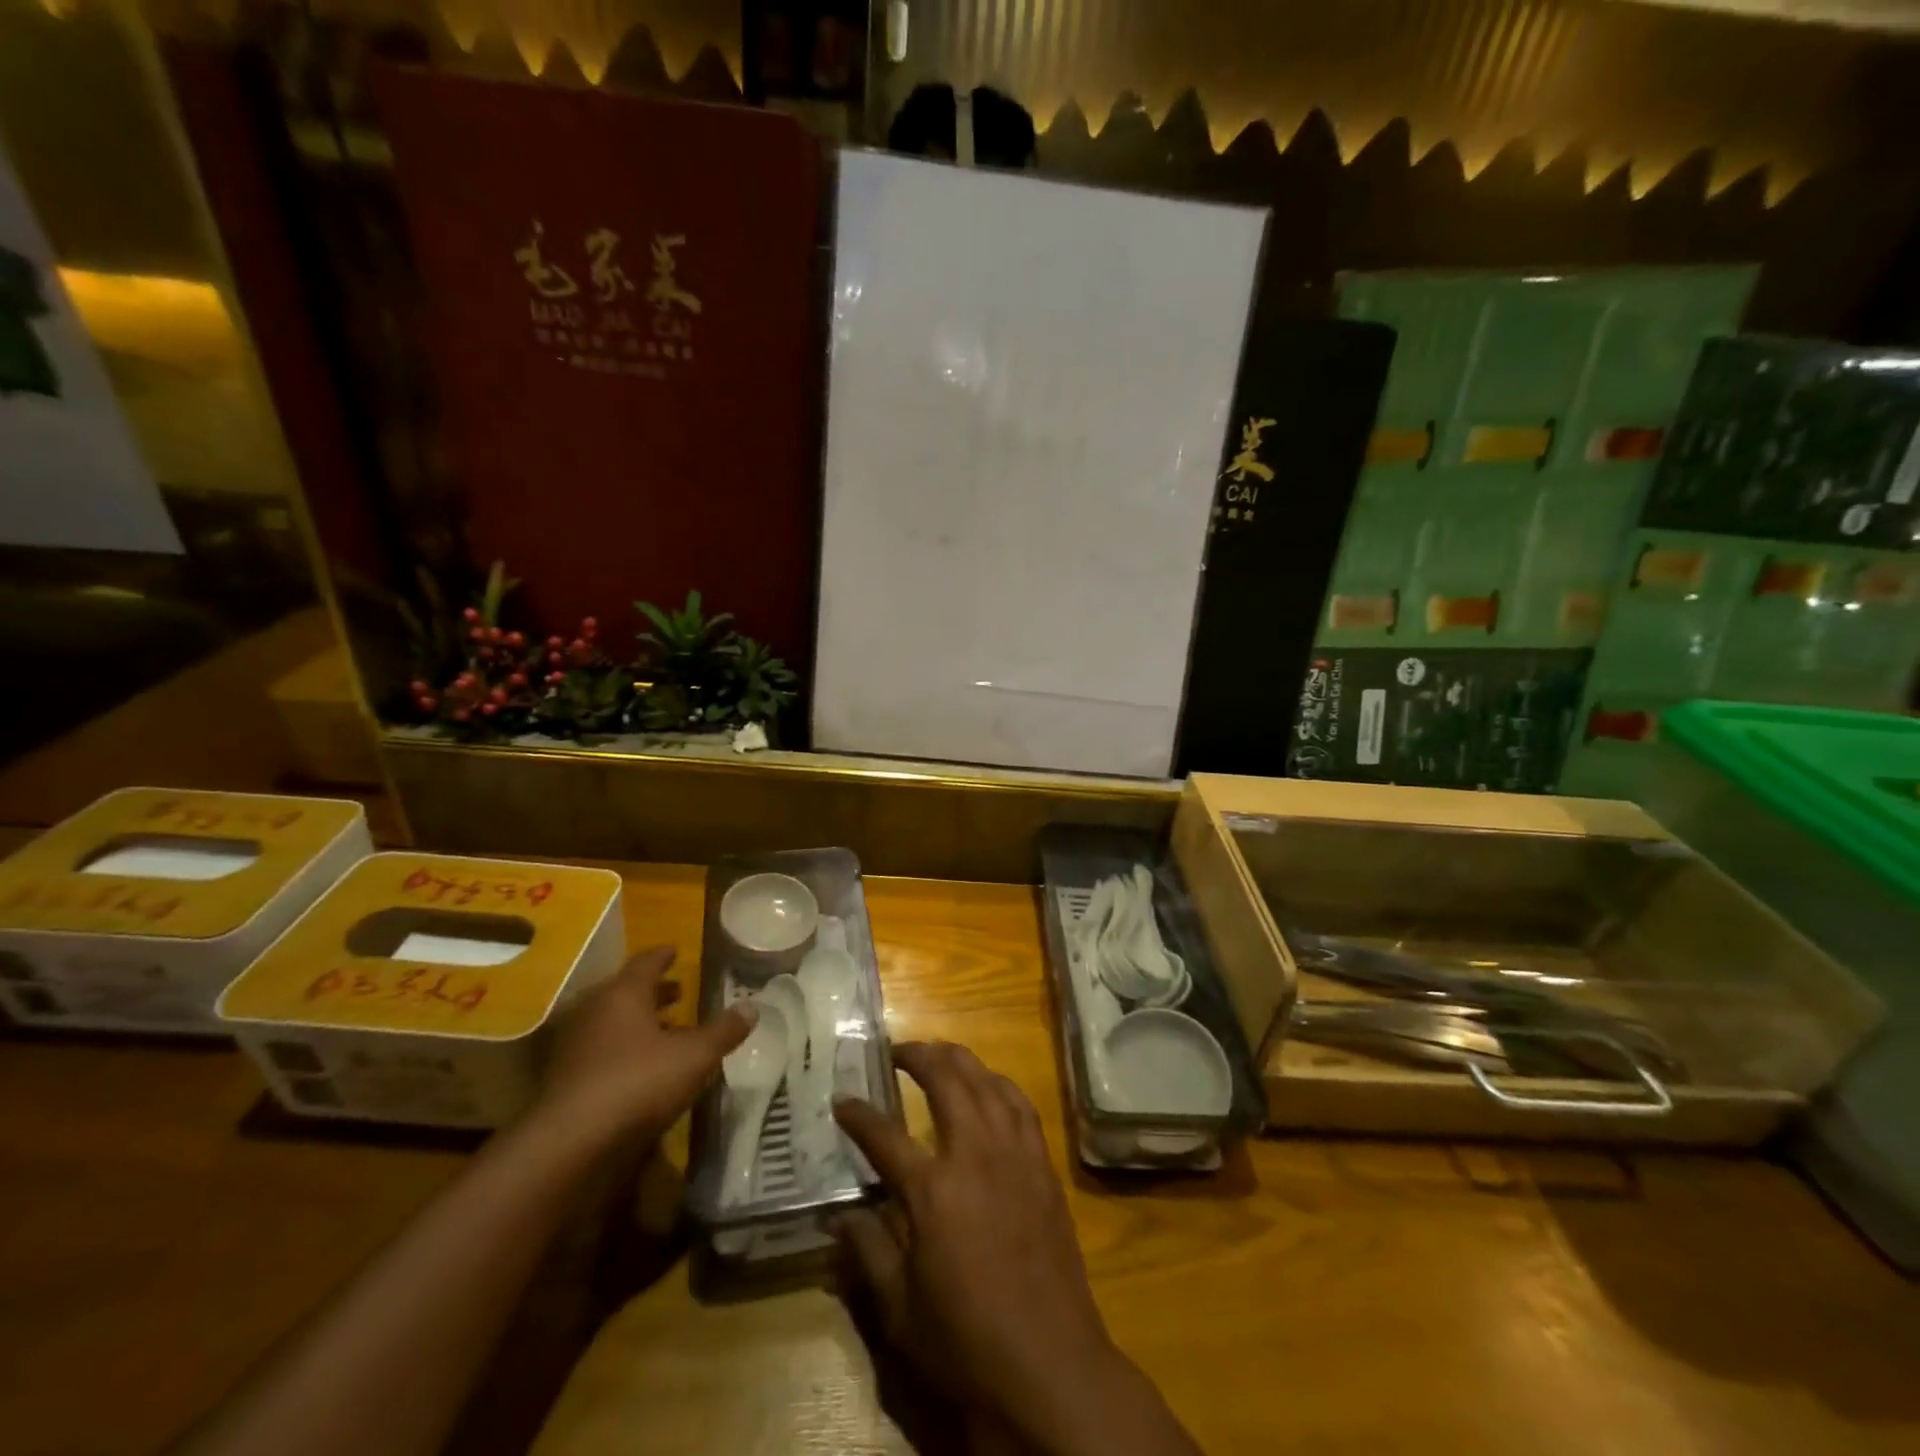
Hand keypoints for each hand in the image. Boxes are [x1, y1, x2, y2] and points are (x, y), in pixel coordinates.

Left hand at [534, 946, 754, 1150]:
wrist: (571, 1145)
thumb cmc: (638, 1083)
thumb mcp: (695, 1056)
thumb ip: (723, 1031)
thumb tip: (752, 1007)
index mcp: (623, 994)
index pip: (645, 963)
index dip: (663, 956)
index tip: (675, 951)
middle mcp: (594, 1012)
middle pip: (625, 992)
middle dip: (653, 992)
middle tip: (677, 991)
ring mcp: (575, 1047)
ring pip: (611, 1024)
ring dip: (637, 1023)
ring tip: (665, 1030)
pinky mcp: (565, 1081)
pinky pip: (601, 1053)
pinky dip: (622, 1051)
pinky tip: (642, 1068)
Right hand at [832, 1043, 1198, 1455]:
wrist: (1049, 1365)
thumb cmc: (966, 1341)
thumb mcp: (899, 1309)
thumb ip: (868, 1251)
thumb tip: (839, 1215)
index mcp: (933, 1191)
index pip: (884, 1136)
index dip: (858, 1115)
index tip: (841, 1100)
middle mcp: (975, 1155)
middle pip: (945, 1081)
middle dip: (917, 1056)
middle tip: (897, 1051)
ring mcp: (1014, 1154)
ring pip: (987, 1081)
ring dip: (959, 1059)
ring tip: (938, 1054)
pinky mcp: (1042, 1164)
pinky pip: (1021, 1104)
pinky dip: (999, 1083)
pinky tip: (989, 1085)